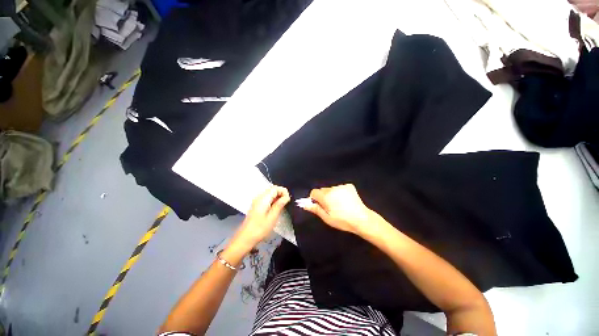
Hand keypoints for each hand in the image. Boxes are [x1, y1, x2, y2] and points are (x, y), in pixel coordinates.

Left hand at [235, 186, 289, 247]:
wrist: (245, 238)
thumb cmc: (260, 229)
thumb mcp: (272, 217)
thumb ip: (279, 205)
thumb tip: (286, 197)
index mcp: (263, 199)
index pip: (275, 188)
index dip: (283, 191)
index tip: (288, 200)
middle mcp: (259, 197)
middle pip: (272, 189)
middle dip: (281, 193)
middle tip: (286, 203)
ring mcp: (257, 201)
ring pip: (270, 193)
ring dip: (277, 197)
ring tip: (282, 206)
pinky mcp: (256, 205)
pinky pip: (267, 198)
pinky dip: (273, 200)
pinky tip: (275, 208)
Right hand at [299, 184, 374, 235]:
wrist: (362, 219)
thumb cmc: (342, 221)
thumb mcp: (327, 218)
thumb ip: (315, 209)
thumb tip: (304, 204)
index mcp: (326, 196)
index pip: (314, 192)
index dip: (314, 198)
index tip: (319, 205)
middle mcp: (332, 188)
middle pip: (322, 190)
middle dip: (323, 196)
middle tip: (330, 206)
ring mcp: (342, 186)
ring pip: (331, 189)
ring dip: (331, 194)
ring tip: (339, 204)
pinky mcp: (349, 186)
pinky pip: (339, 188)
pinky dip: (339, 192)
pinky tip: (345, 200)